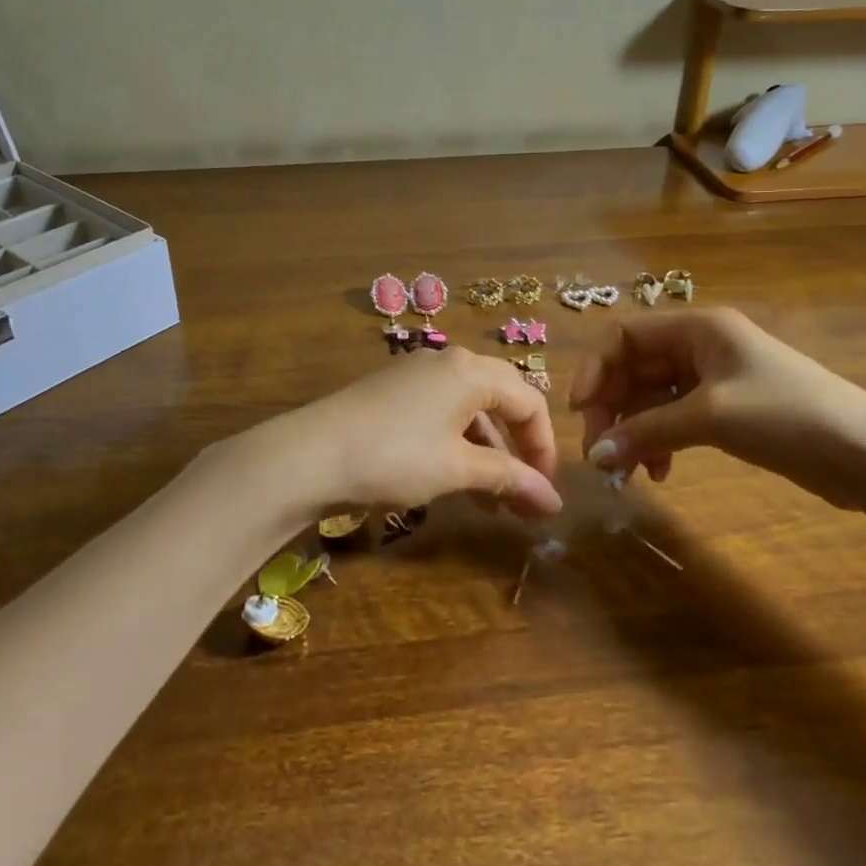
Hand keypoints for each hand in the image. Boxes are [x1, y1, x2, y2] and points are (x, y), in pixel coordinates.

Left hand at [250, 350, 562, 523]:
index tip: (546, 491)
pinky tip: (456, 482)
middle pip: (501, 400)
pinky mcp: (392, 393)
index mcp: (470, 370)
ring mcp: (416, 375)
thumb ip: (509, 478)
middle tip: (526, 495)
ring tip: (493, 503)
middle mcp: (447, 362)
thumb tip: (555, 501)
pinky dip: (458, 446)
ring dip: (487, 453)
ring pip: (469, 411)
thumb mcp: (457, 468)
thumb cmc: (395, 456)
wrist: (310, 454)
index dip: (545, 447)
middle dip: (518, 449)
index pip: (529, 401)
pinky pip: (441, 414)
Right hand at [569, 307, 865, 507]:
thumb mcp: (711, 417)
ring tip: (628, 470)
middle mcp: (699, 347)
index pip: (624, 336)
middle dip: (613, 408)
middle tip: (601, 454)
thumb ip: (648, 431)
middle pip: (633, 369)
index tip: (581, 411)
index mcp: (697, 329)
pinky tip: (660, 472)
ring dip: (634, 430)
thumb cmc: (788, 416)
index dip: (595, 369)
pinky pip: (673, 419)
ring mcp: (712, 380)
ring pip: (651, 398)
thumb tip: (596, 457)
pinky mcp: (725, 411)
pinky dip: (659, 442)